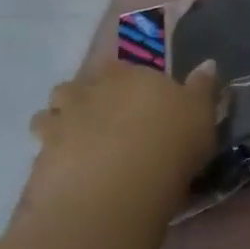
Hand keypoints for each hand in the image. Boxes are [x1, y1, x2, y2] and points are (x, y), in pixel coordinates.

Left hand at [19, 60, 219, 228]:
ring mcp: (61, 120)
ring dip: (59, 123)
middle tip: (103, 122)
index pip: (121, 67)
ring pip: (50, 113)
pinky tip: (67, 172)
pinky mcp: (42, 154)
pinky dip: (51, 156)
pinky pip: (42, 149)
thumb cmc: (171, 142)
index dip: (125, 82)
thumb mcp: (201, 114)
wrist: (120, 185)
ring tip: (77, 145)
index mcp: (128, 74)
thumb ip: (201, 88)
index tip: (135, 99)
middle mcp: (90, 89)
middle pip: (79, 85)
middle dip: (86, 98)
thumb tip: (207, 63)